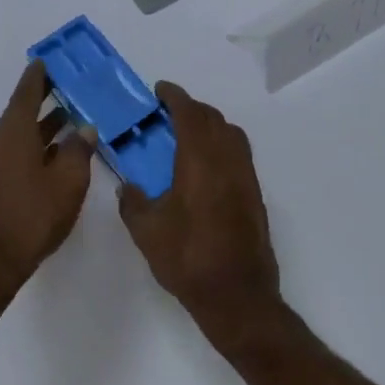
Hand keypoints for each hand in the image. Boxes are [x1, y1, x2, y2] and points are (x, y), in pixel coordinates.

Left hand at [0, 63, 95, 294]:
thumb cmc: (33, 215)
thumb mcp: (67, 182)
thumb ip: (78, 151)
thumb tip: (84, 129)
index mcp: (14, 133)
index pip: (26, 94)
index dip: (38, 77)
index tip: (47, 61)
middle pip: (21, 112)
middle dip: (43, 99)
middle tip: (65, 86)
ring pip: (19, 135)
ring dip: (42, 126)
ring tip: (68, 119)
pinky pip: (15, 153)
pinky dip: (35, 146)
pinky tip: (54, 155)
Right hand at [118, 82, 281, 340]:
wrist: (236, 295)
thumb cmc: (187, 259)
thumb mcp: (147, 232)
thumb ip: (133, 202)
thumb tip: (129, 187)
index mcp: (200, 162)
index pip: (190, 114)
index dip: (175, 97)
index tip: (160, 89)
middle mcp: (228, 162)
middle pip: (214, 120)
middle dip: (192, 109)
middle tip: (169, 113)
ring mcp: (246, 179)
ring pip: (232, 136)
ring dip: (211, 126)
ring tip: (187, 136)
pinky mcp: (255, 197)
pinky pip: (239, 156)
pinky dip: (222, 147)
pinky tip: (204, 168)